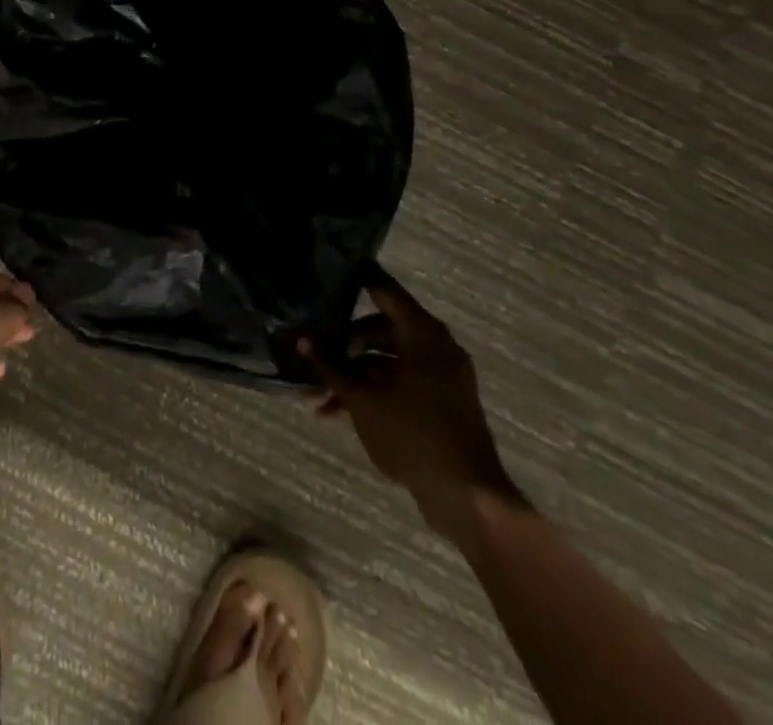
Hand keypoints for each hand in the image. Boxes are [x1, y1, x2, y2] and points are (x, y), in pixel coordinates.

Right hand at [302, 267, 526, 546]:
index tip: (328, 274)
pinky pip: (402, 382)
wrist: (469, 498)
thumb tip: (304, 340)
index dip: (356, 280)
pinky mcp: (442, 403)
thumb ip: (332, 367)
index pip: (384, 290)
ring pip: (388, 360)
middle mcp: (436, 346)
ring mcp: (441, 376)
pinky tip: (340, 412)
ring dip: (354, 374)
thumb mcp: (363, 400)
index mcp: (423, 334)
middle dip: (344, 343)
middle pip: (382, 328)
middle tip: (314, 349)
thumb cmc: (414, 436)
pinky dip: (375, 390)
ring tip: (318, 396)